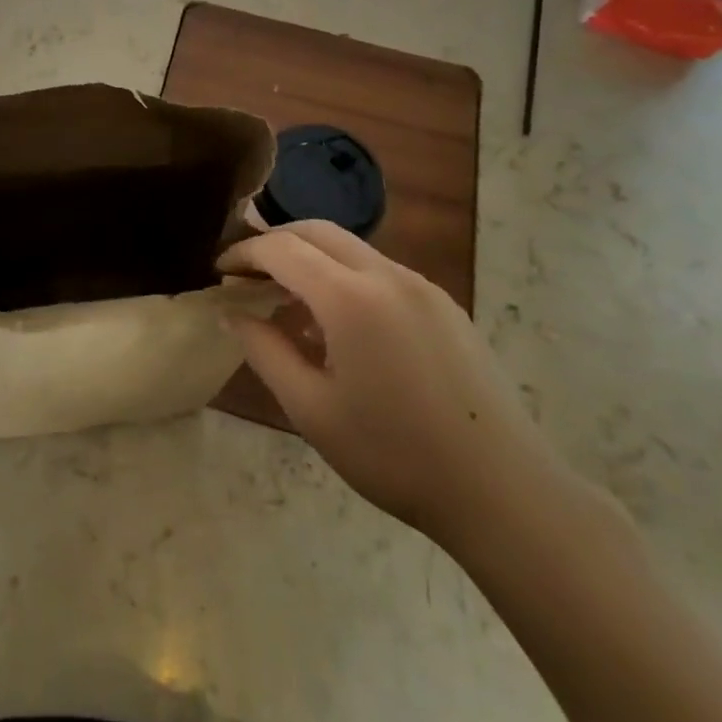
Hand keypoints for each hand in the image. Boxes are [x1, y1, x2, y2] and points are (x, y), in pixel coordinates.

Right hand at [218, 221, 562, 553]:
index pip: (281, 248)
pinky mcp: (444, 305)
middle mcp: (388, 275)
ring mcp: (422, 286)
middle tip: (247, 275)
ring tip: (288, 305)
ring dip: (311, 260)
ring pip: (351, 249)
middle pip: (317, 231)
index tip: (219, 271)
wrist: (502, 490)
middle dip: (275, 243)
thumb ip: (263, 350)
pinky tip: (340, 328)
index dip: (243, 253)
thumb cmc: (394, 454)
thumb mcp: (311, 409)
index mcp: (351, 298)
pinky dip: (345, 278)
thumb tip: (231, 312)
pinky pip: (380, 272)